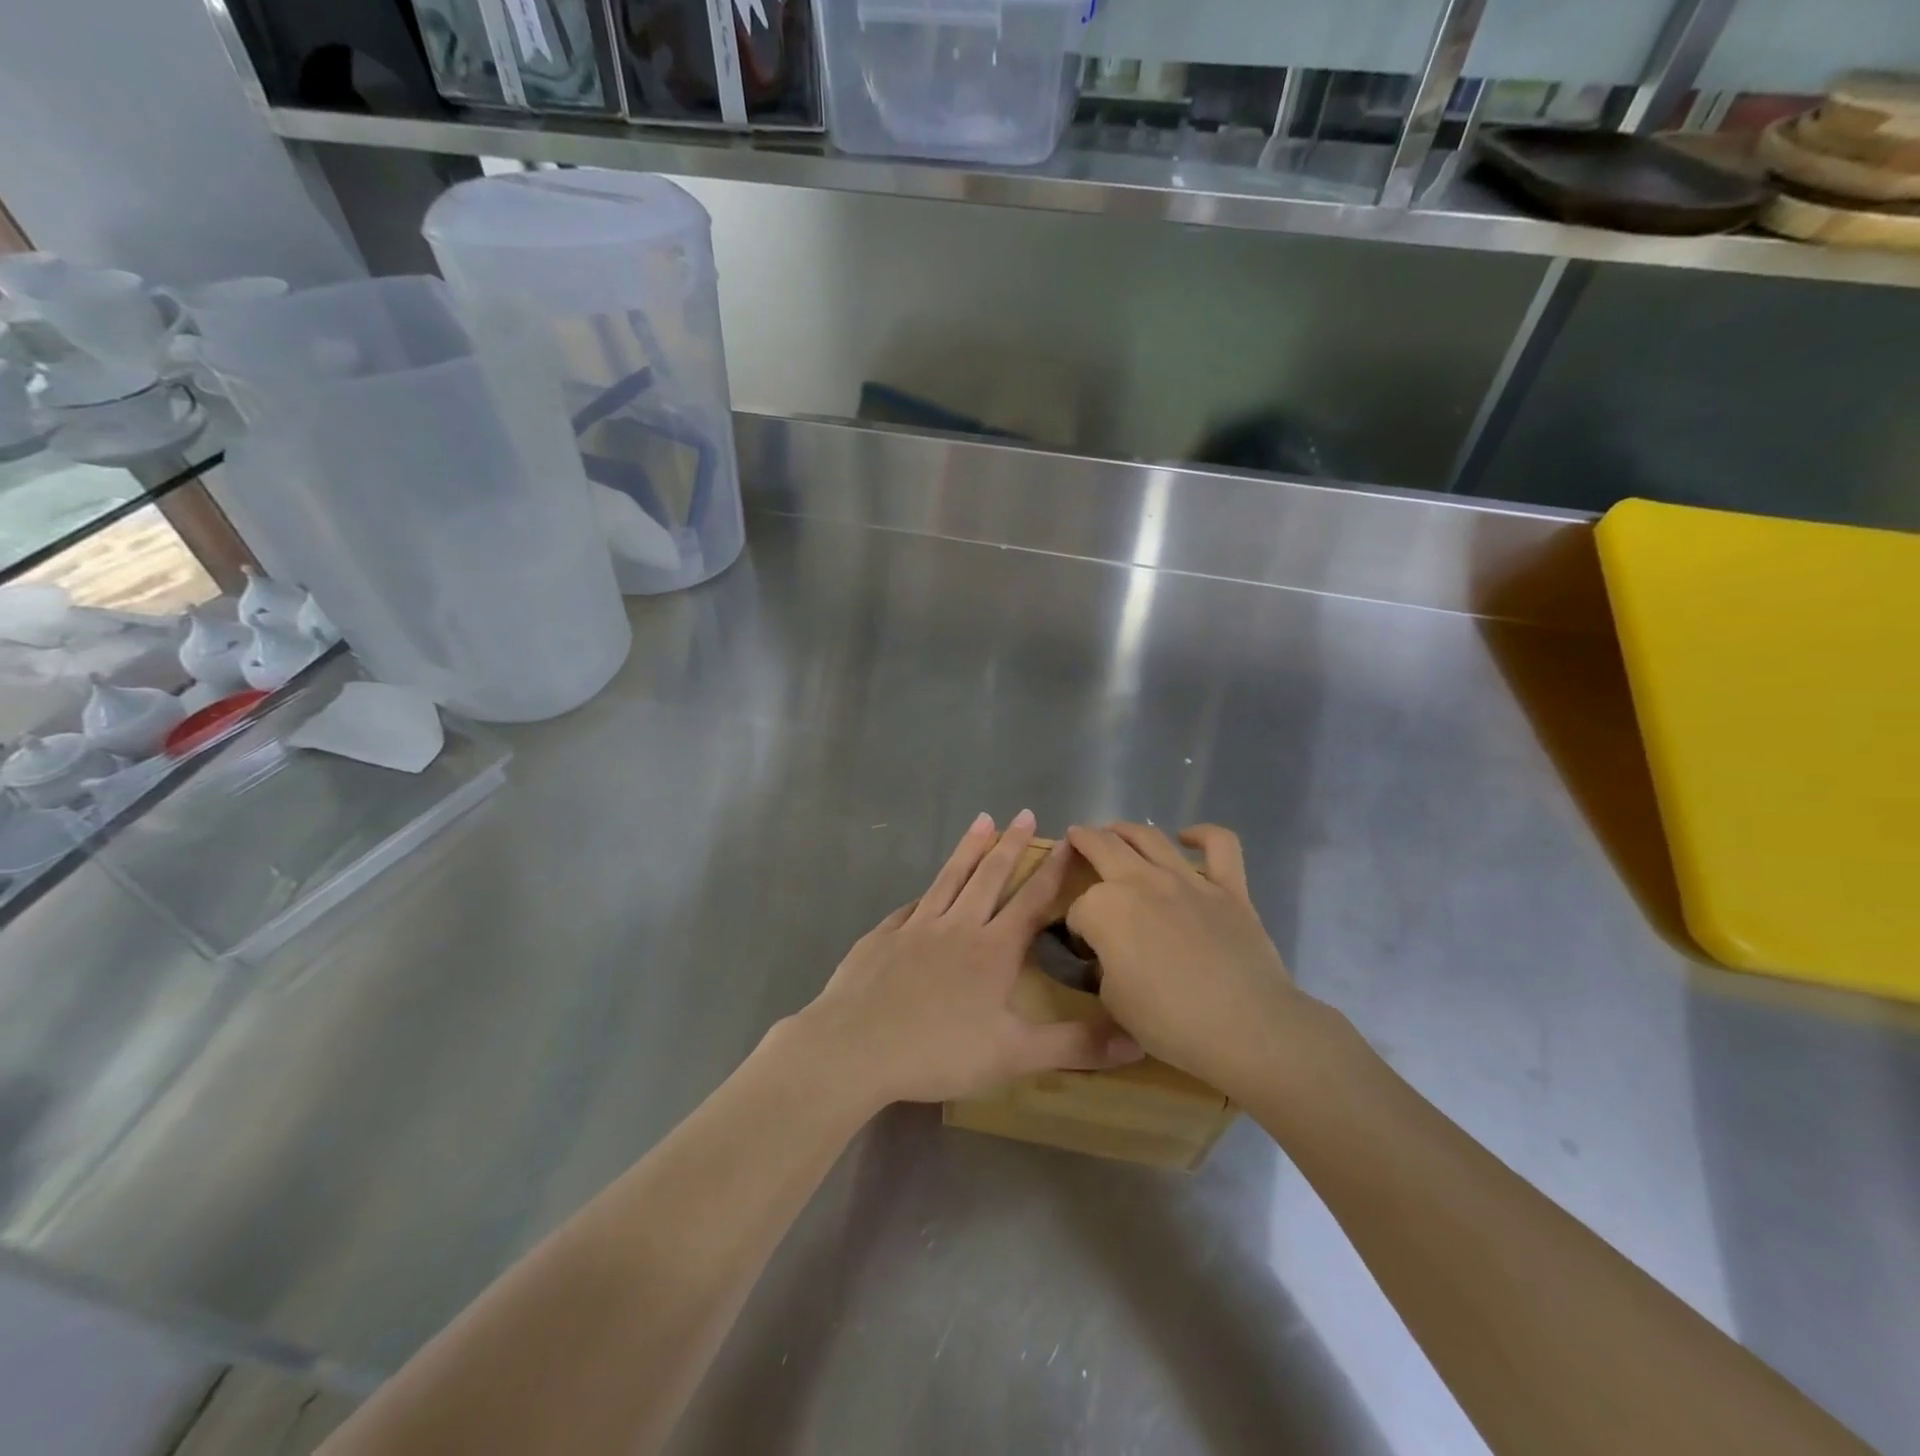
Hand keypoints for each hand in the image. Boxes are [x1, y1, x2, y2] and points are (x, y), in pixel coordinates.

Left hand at [793, 811, 1143, 1108]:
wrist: (855, 1047)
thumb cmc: (939, 1052)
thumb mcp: (1013, 1055)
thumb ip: (1074, 1046)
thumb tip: (1137, 1041)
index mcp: (992, 950)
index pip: (1032, 901)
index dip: (1053, 871)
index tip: (1068, 841)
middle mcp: (957, 927)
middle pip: (989, 877)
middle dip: (1011, 845)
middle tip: (1024, 813)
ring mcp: (916, 928)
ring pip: (949, 878)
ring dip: (968, 849)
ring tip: (981, 820)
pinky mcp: (882, 937)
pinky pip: (910, 908)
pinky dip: (924, 894)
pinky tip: (923, 892)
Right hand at [1066, 823, 1321, 1099]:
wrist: (1245, 1027)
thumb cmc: (1169, 1021)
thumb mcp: (1113, 1002)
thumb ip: (1104, 967)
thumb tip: (1111, 956)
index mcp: (1104, 909)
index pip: (1079, 910)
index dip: (1077, 929)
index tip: (1086, 949)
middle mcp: (1140, 881)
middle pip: (1102, 847)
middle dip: (1083, 842)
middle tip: (1075, 838)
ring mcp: (1187, 880)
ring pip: (1150, 837)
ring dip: (1126, 829)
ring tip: (1115, 830)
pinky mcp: (1228, 888)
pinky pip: (1220, 845)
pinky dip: (1203, 834)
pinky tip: (1188, 837)